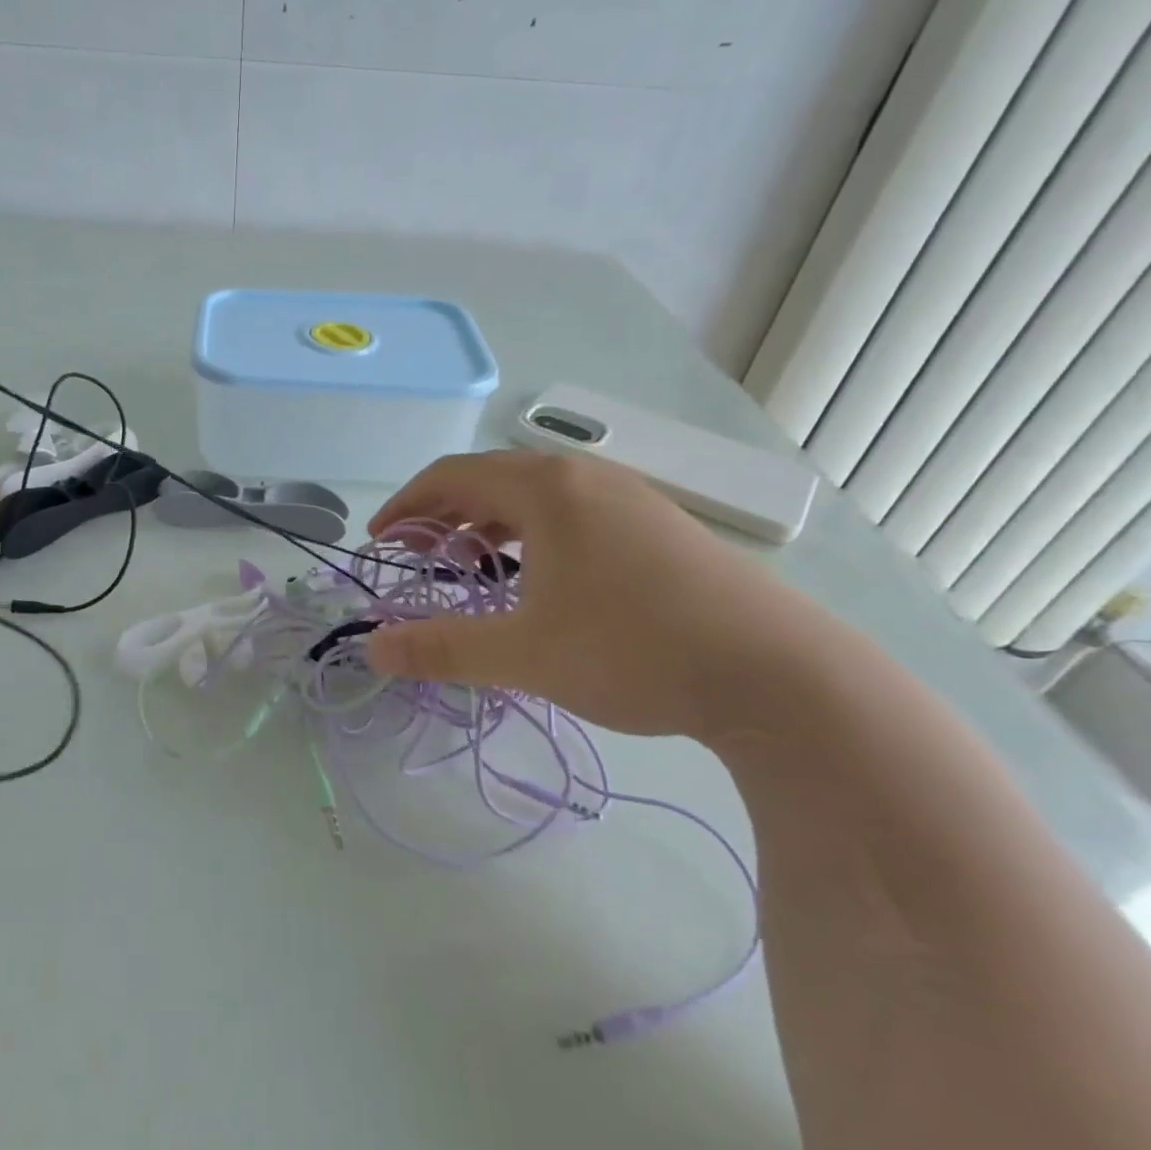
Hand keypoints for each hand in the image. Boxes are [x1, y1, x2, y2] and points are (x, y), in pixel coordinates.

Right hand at [363, 450, 828, 740]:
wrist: (777, 673)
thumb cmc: (632, 649)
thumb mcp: (522, 654)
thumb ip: (441, 648)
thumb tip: (374, 649)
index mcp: (546, 489)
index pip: (452, 476)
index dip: (406, 504)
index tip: (380, 539)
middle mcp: (587, 477)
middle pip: (492, 478)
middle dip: (444, 512)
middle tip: (417, 553)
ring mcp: (631, 497)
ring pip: (538, 495)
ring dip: (491, 522)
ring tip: (471, 565)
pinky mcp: (661, 526)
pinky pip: (575, 512)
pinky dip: (535, 534)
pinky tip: (542, 577)